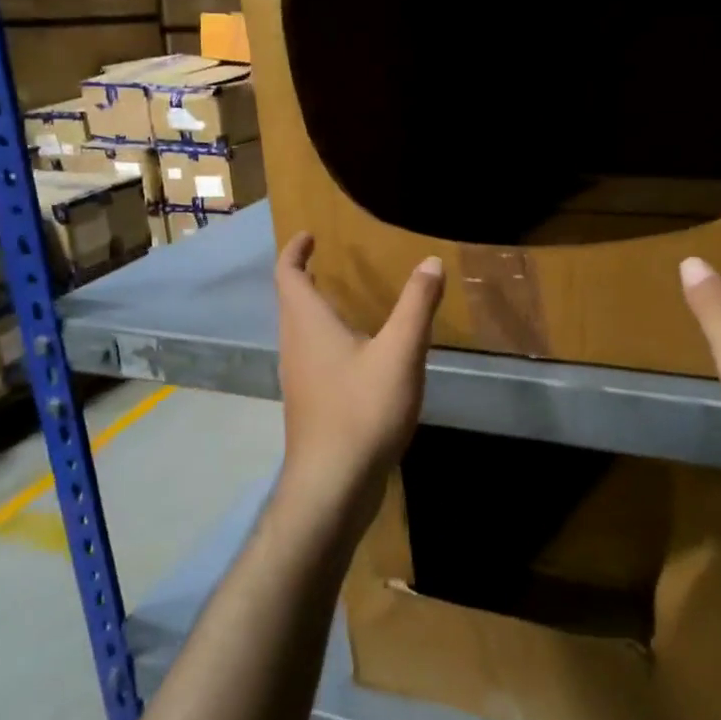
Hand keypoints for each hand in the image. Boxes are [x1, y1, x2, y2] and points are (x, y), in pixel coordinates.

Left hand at [274, 233, 444, 530]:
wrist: (333, 484)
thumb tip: (431, 261)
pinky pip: (312, 355)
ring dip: (314, 308)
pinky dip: (325, 338)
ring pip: (299, 331)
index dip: (295, 251)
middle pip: (291, 301)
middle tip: (328, 261)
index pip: (289, 275)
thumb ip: (417, 305)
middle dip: (304, 276)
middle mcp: (295, 346)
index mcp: (308, 325)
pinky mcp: (310, 403)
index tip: (309, 234)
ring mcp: (299, 378)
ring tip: (342, 299)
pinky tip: (355, 353)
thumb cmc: (362, 410)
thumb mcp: (400, 353)